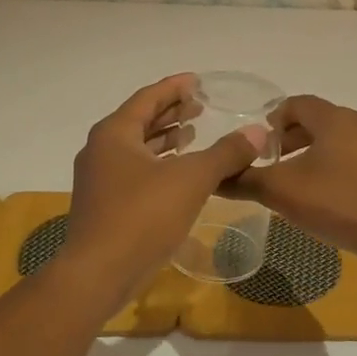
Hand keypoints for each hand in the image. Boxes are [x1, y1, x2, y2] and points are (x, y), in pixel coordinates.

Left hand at [61, 74, 268, 296]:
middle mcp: (101, 149)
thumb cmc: (142, 216)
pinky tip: (179, 174)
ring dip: (164, 139)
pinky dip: (158, 164)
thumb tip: (258, 132)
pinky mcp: (104, 204)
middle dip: (170, 112)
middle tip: (200, 106)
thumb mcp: (191, 179)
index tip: (197, 81)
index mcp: (114, 133)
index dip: (175, 87)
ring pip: (136, 148)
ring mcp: (99, 179)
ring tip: (193, 134)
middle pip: (140, 120)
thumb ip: (225, 153)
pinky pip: (135, 171)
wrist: (98, 274)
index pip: (148, 97)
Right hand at [221, 95, 356, 266]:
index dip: (272, 120)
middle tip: (269, 163)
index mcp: (336, 118)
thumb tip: (213, 176)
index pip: (296, 103)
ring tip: (291, 180)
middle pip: (316, 119)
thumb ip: (245, 180)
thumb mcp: (283, 192)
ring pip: (334, 138)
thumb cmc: (339, 204)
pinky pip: (351, 155)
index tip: (257, 146)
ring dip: (309, 152)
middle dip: (289, 137)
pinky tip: (321, 194)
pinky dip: (330, 165)